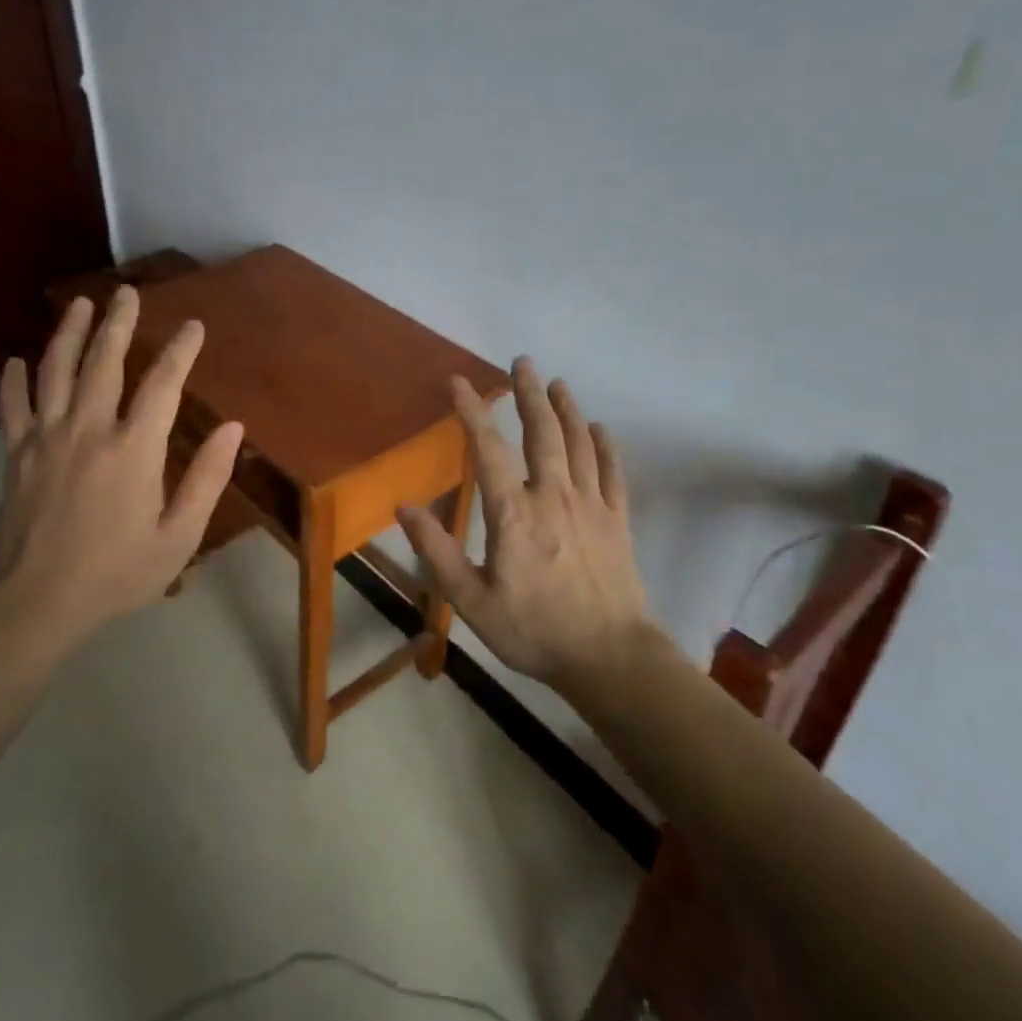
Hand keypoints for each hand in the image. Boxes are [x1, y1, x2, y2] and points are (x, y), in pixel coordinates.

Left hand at [0, 288, 242, 642]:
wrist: (38, 601)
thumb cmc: (118, 573)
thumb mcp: (179, 536)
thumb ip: (207, 478)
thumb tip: (233, 428)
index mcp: (134, 449)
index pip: (163, 384)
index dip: (180, 350)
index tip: (192, 326)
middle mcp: (89, 429)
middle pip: (104, 361)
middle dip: (119, 322)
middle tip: (126, 292)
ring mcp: (46, 437)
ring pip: (56, 370)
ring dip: (69, 333)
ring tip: (80, 304)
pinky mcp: (15, 453)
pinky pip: (13, 406)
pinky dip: (14, 380)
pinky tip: (17, 361)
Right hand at [398, 358, 651, 690]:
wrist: (610, 658)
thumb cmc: (534, 630)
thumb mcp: (471, 600)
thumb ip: (436, 551)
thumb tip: (403, 507)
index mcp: (513, 513)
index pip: (487, 449)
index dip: (472, 412)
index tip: (459, 382)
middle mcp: (553, 497)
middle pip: (541, 433)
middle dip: (529, 394)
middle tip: (522, 361)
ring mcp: (591, 506)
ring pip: (579, 444)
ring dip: (567, 409)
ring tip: (558, 382)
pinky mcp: (618, 522)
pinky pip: (613, 473)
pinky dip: (606, 447)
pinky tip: (600, 428)